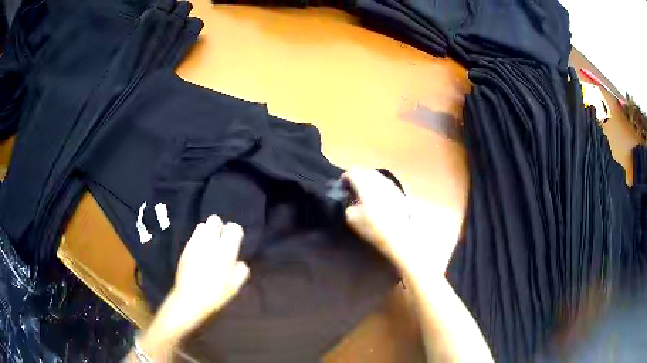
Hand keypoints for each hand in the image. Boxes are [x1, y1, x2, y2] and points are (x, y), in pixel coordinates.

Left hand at [170, 215, 249, 334]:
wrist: (190, 298)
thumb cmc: (215, 294)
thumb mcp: (234, 287)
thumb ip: (241, 271)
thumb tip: (240, 262)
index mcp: (226, 251)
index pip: (233, 229)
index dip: (235, 231)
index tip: (236, 238)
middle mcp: (210, 243)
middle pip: (215, 220)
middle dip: (219, 226)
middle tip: (221, 237)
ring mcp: (196, 244)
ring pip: (203, 226)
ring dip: (208, 231)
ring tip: (210, 242)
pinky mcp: (186, 248)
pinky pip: (194, 236)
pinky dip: (199, 238)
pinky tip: (200, 250)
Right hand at [343, 169, 460, 275]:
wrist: (400, 236)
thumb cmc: (373, 226)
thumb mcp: (352, 218)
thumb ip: (349, 206)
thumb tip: (352, 202)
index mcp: (365, 183)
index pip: (352, 173)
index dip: (344, 178)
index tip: (341, 186)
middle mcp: (379, 180)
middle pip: (365, 172)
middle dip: (358, 177)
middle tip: (352, 188)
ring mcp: (391, 185)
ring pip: (377, 177)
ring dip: (369, 182)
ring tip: (364, 193)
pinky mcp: (400, 193)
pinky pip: (386, 185)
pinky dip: (379, 188)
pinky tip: (377, 199)